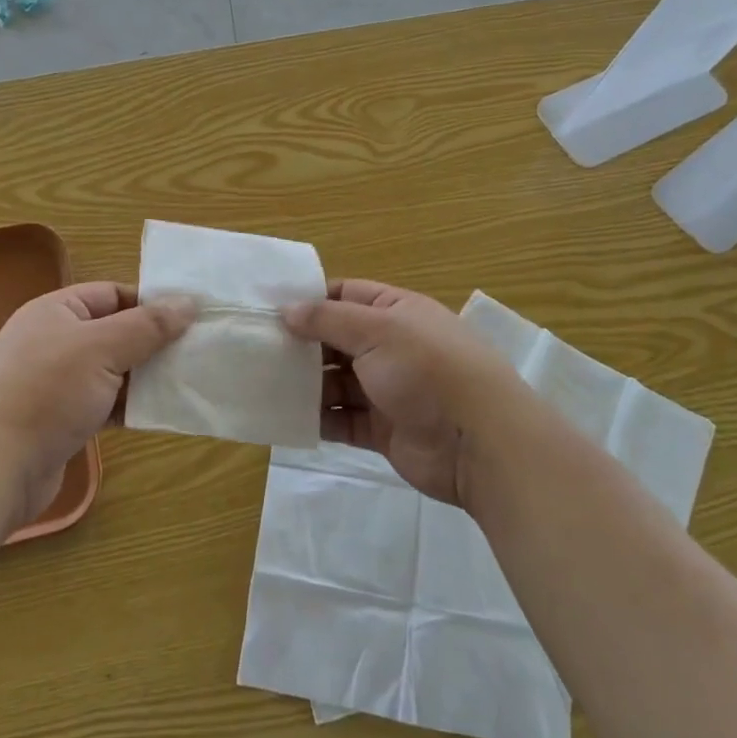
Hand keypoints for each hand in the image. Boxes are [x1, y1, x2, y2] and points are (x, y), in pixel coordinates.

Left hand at [0, 283, 195, 525]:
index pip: (113, 294)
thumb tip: (189, 302)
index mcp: (56, 311)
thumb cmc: (47, 393)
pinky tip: (156, 413)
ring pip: (111, 369)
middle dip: (152, 342)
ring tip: (184, 382)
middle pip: (115, 331)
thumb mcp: (103, 349)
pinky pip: (102, 401)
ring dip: (143, 376)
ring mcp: (54, 381)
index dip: (151, 303)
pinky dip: (127, 405)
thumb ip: (148, 325)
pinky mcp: (58, 418)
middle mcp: (53, 340)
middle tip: (195, 352)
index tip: (191, 319)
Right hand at [283, 280, 522, 505]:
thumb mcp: (377, 329)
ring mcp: (387, 390)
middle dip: (302, 345)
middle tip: (258, 349)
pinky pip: (341, 420)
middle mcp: (391, 346)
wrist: (478, 442)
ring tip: (264, 384)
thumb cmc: (427, 369)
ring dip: (306, 384)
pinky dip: (317, 419)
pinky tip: (286, 417)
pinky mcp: (382, 429)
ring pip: (336, 381)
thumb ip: (328, 319)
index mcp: (396, 311)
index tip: (270, 309)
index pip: (346, 295)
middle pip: (337, 340)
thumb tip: (287, 310)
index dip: (310, 300)